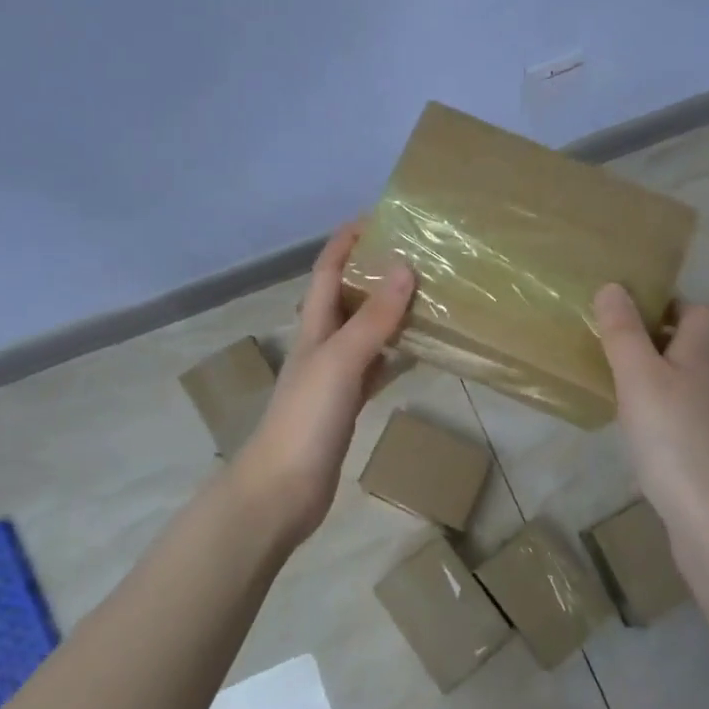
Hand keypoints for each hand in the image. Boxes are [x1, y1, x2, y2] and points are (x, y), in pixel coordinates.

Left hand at [230, 221, 414, 544]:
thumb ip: (373, 318)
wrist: (282, 489)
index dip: (346, 242)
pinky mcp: (346, 407)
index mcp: (314, 328)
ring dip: (388, 313)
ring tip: (426, 296)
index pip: (328, 271)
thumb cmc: (306, 418)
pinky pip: (374, 370)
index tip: (378, 219)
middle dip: (373, 273)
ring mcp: (334, 378)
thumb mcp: (341, 360)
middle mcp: (322, 345)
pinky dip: (394, 356)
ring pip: (364, 333)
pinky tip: (417, 353)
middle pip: (347, 298)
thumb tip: (404, 266)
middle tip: (416, 255)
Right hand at [594, 284, 708, 537]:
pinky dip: (659, 412)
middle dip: (654, 340)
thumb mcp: (639, 376)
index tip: (623, 311)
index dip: (663, 304)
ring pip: (684, 381)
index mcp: (704, 351)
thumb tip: (612, 285)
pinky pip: (681, 416)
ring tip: (614, 382)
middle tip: (610, 345)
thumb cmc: (675, 437)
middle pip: (690, 345)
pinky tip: (634, 429)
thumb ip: (624, 332)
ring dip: (655, 376)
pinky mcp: (708, 451)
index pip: (694, 309)